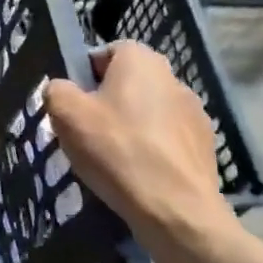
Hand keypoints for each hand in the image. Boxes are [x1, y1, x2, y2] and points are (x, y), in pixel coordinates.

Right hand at [45, 41, 227, 237]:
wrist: (175, 209)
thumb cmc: (116, 150)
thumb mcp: (66, 114)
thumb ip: (56, 90)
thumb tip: (62, 89)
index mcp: (141, 60)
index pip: (107, 52)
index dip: (85, 75)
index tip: (74, 104)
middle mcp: (173, 77)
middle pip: (128, 83)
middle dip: (107, 102)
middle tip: (86, 132)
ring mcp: (195, 112)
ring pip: (149, 111)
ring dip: (131, 126)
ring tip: (112, 158)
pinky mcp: (205, 145)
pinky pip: (167, 139)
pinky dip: (151, 149)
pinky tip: (137, 173)